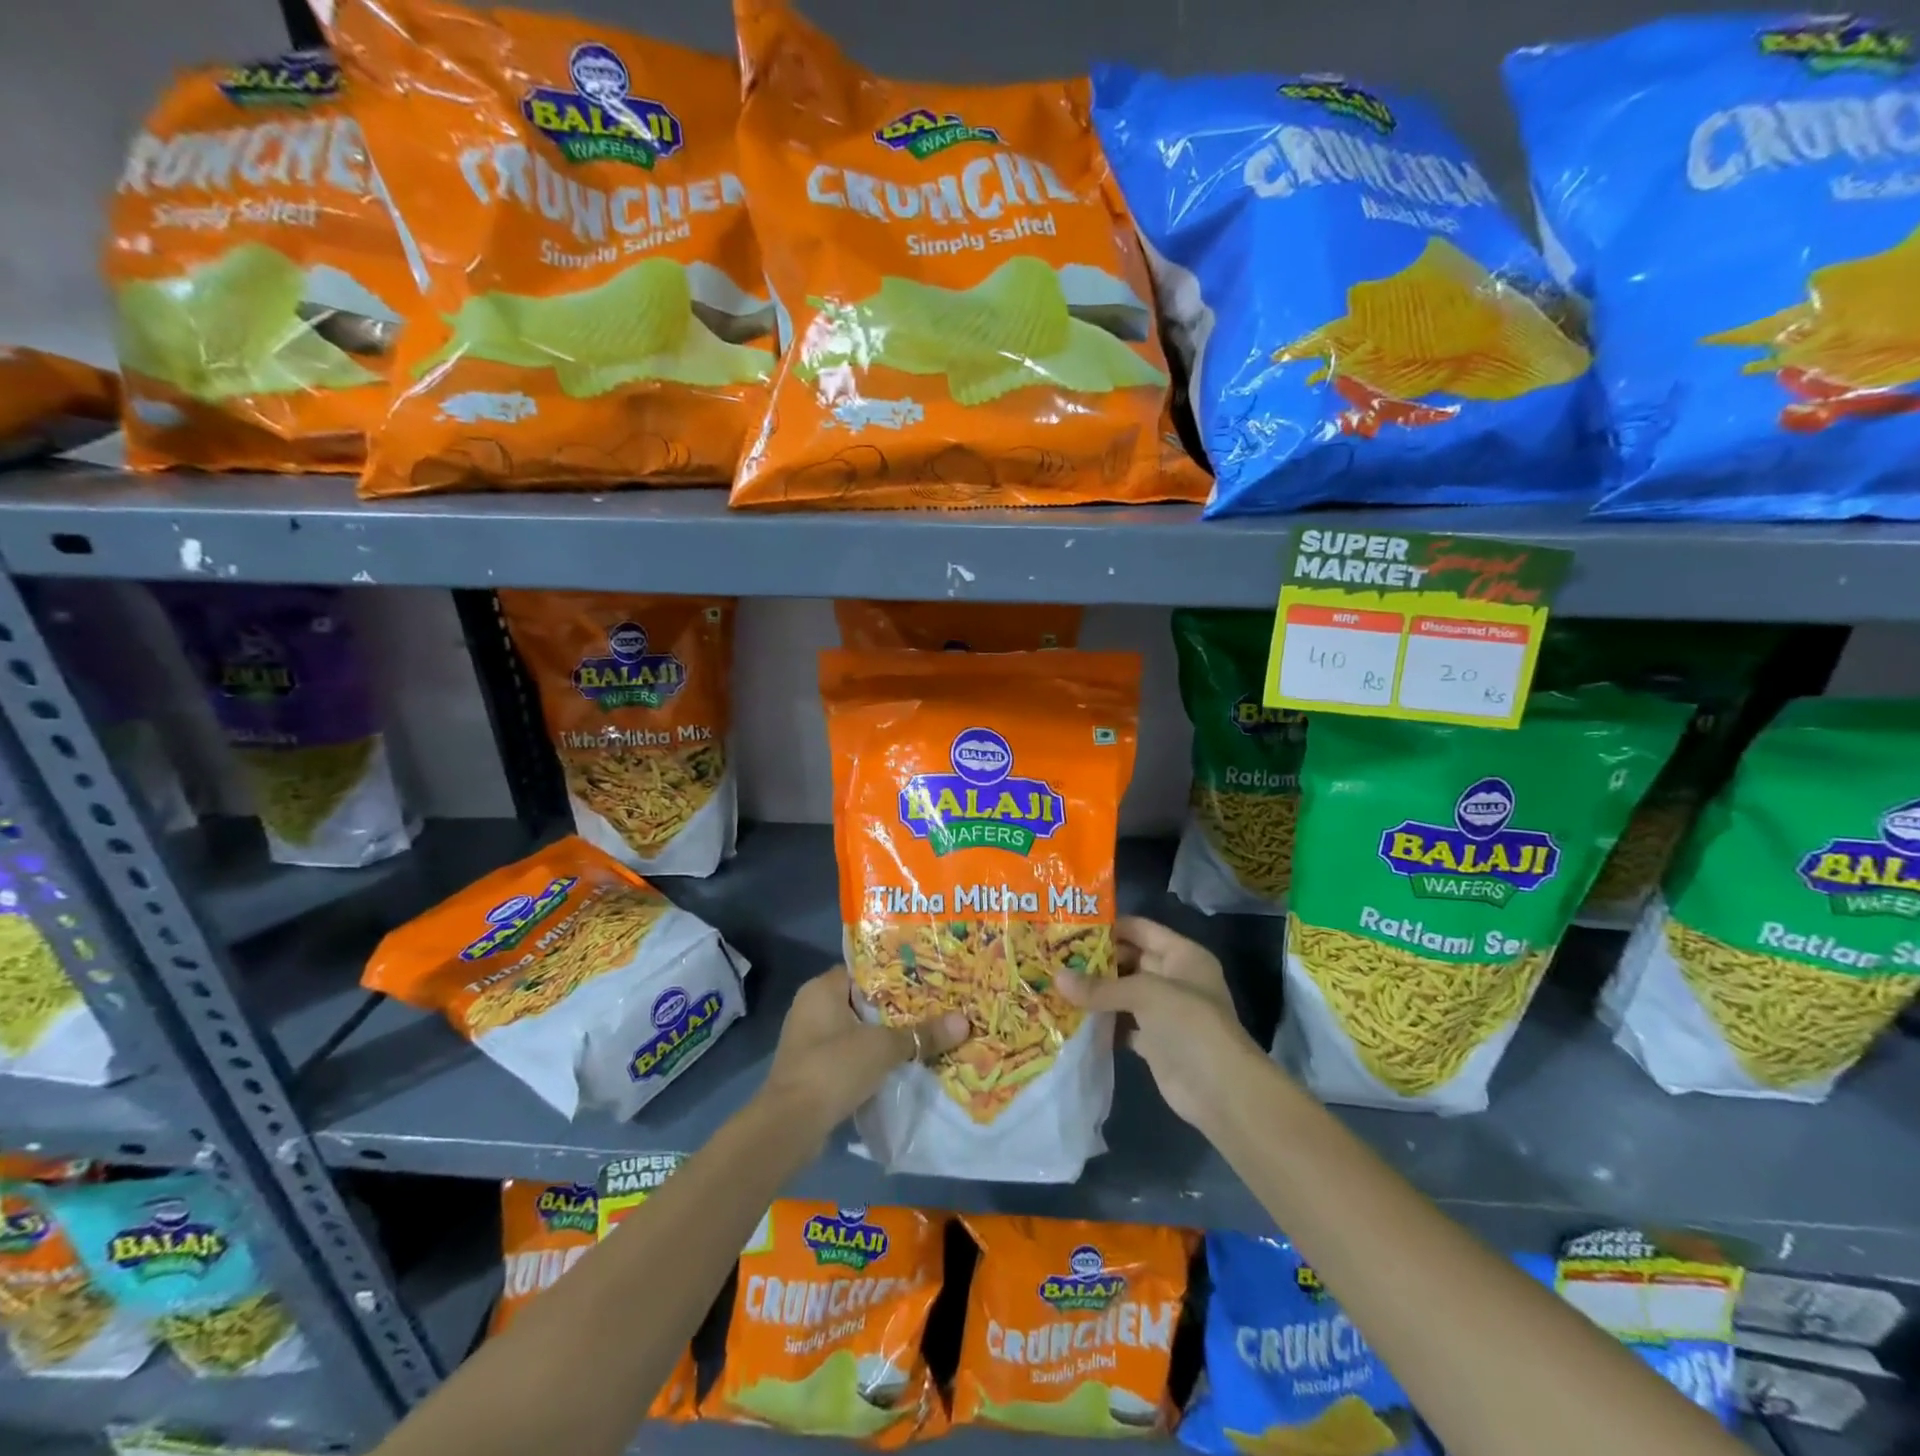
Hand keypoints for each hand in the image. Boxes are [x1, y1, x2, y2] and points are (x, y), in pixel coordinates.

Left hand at [758, 967, 968, 1147]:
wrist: (790, 1126)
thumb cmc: (833, 1068)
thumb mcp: (883, 1048)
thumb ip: (922, 1033)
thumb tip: (964, 1022)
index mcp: (822, 989)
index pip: (864, 969)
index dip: (895, 972)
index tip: (927, 976)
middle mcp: (813, 1007)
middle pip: (863, 999)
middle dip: (896, 1005)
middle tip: (935, 1004)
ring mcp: (811, 1039)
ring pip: (858, 1028)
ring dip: (885, 1033)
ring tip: (925, 1031)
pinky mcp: (814, 1068)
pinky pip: (850, 1052)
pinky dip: (872, 1055)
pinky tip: (901, 1060)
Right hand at [1058, 916, 1261, 1128]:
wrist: (1222, 1092)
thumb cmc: (1190, 1025)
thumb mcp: (1145, 994)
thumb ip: (1101, 987)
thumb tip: (1056, 978)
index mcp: (1182, 955)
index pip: (1141, 929)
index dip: (1109, 926)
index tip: (1069, 927)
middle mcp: (1174, 979)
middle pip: (1129, 960)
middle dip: (1096, 961)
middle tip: (1055, 957)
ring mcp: (1165, 1012)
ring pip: (1124, 993)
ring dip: (1096, 992)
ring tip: (1056, 984)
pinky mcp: (1154, 1042)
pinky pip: (1123, 1024)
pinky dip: (1103, 1022)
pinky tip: (1072, 1018)